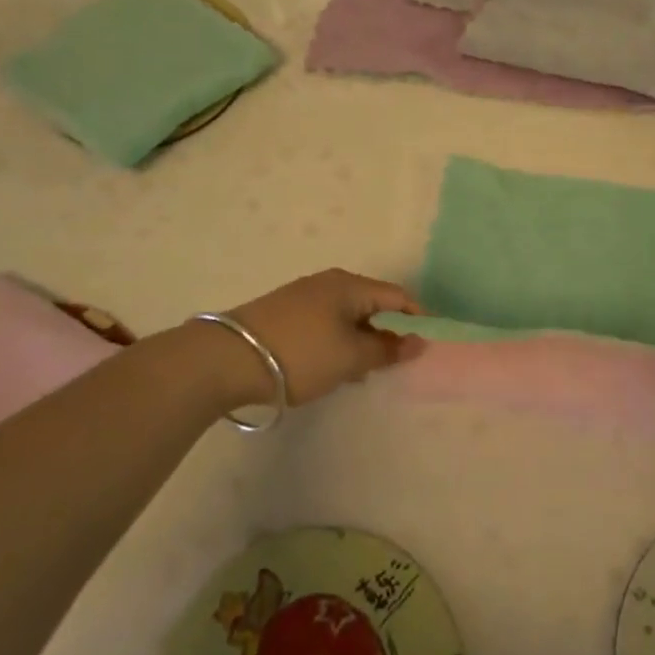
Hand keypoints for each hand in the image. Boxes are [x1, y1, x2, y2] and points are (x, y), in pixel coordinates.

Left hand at [224, 269, 424, 406]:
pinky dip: (337, 341)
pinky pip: (325, 323)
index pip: (397, 296)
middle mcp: (328, 283)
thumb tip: (418, 342)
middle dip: (386, 332)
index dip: (417, 318)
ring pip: (346, 316)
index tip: (427, 343)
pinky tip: (330, 366)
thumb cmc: (301, 354)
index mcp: (350, 285)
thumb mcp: (351, 357)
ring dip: (360, 340)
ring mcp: (303, 296)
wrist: (227, 359)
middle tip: (393, 362)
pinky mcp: (283, 313)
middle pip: (371, 304)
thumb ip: (387, 351)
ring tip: (361, 371)